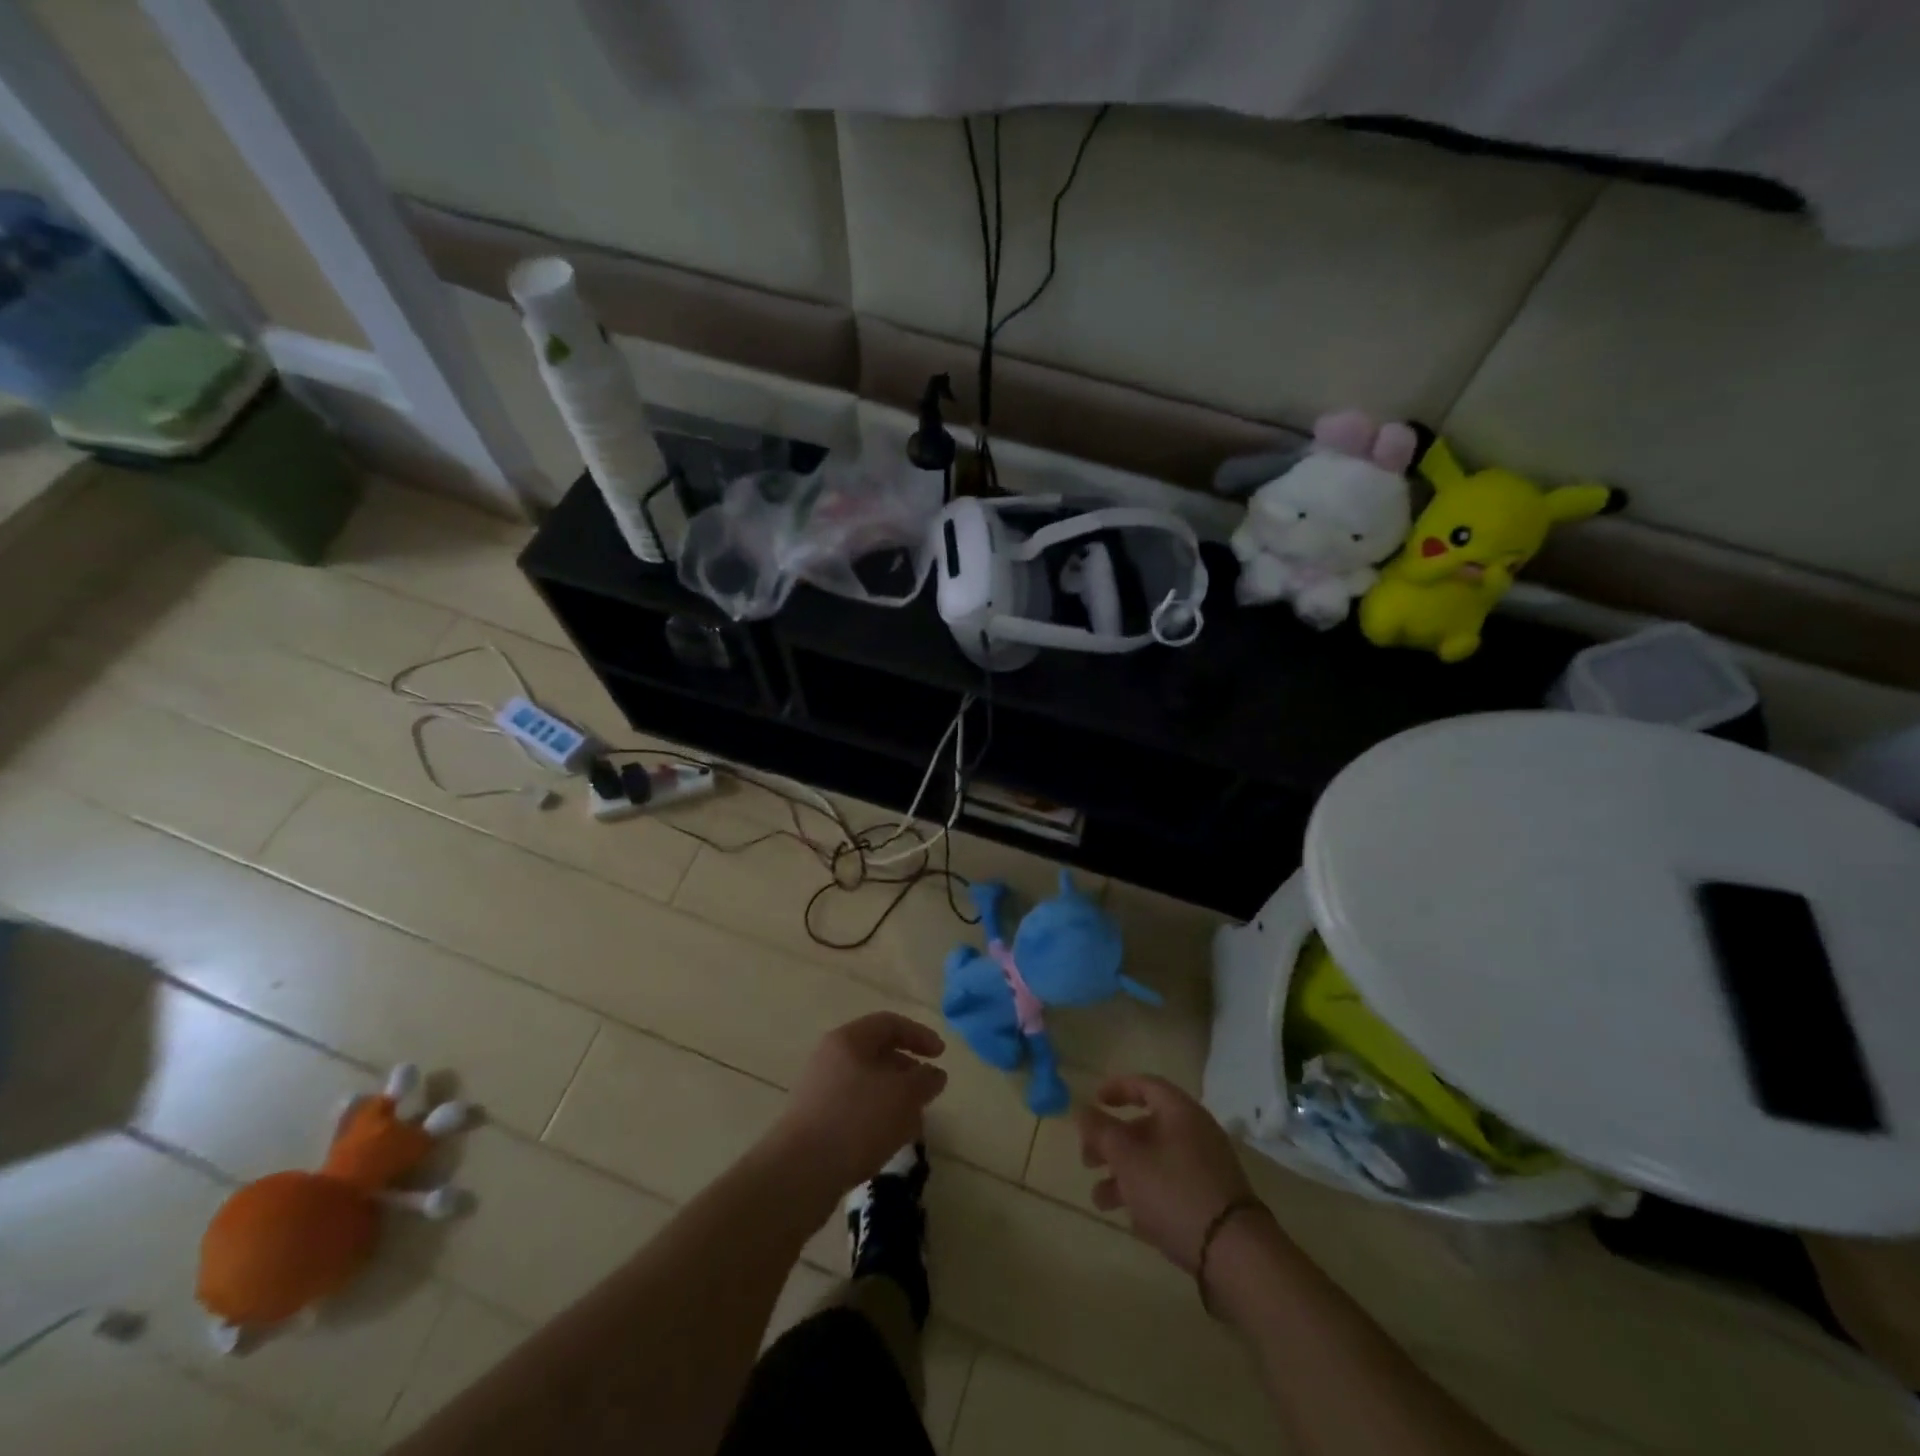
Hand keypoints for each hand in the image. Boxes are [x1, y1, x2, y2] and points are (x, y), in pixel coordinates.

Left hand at [772, 1013, 948, 1196]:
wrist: (798, 1174)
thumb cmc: (856, 1121)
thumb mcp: (903, 1096)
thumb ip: (925, 1080)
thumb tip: (934, 1074)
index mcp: (848, 1040)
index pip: (889, 1023)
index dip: (919, 1035)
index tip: (941, 1055)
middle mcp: (830, 1058)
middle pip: (876, 1053)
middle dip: (907, 1070)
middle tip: (928, 1091)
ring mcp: (818, 1090)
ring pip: (866, 1084)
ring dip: (893, 1098)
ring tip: (913, 1122)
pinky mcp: (814, 1121)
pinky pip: (853, 1109)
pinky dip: (876, 1117)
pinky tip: (889, 1141)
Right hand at [1077, 1074, 1263, 1272]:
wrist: (1234, 1254)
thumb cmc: (1175, 1192)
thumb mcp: (1128, 1158)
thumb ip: (1101, 1131)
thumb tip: (1082, 1110)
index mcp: (1180, 1112)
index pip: (1146, 1085)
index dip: (1117, 1088)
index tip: (1093, 1101)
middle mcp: (1196, 1133)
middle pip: (1146, 1126)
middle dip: (1112, 1142)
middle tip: (1087, 1159)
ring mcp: (1206, 1168)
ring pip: (1155, 1160)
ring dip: (1124, 1175)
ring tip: (1099, 1199)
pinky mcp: (1211, 1201)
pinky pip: (1171, 1186)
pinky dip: (1147, 1194)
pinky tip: (1130, 1218)